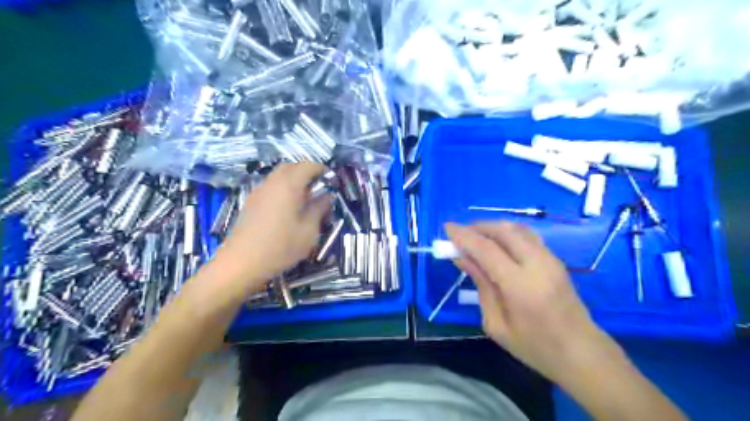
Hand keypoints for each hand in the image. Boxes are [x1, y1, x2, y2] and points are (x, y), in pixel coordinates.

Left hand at [217, 164, 332, 288]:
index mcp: (289, 186)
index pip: (308, 166)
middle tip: (319, 187)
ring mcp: (258, 192)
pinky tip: (288, 208)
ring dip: (293, 180)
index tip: (331, 180)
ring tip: (305, 198)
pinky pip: (270, 187)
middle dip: (306, 172)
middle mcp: (272, 183)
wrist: (241, 263)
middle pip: (291, 167)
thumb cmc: (281, 247)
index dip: (322, 170)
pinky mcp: (251, 203)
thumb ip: (319, 209)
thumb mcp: (309, 231)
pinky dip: (282, 189)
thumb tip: (326, 196)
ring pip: (278, 176)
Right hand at [444, 222, 614, 382]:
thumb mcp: (496, 324)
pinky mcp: (556, 259)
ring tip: (475, 238)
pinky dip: (506, 233)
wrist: (582, 353)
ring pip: (517, 229)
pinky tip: (497, 245)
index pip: (487, 249)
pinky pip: (527, 236)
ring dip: (492, 227)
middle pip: (503, 230)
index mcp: (520, 286)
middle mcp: (537, 264)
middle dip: (477, 227)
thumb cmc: (534, 347)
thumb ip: (481, 286)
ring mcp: (550, 259)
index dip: (464, 236)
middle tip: (460, 234)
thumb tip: (462, 258)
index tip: (447, 228)